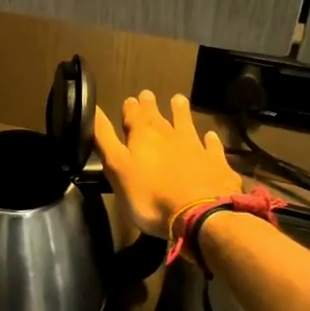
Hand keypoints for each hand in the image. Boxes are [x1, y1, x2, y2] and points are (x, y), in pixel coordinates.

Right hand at [94, 91, 242, 237]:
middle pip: (158, 117)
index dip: (130, 107)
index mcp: (143, 136)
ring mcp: (196, 148)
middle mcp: (170, 135)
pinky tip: (211, 136)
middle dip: (151, 106)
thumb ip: (104, 138)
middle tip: (148, 94)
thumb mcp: (116, 168)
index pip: (133, 115)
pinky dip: (210, 140)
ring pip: (187, 124)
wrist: (199, 215)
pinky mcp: (217, 164)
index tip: (130, 99)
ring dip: (181, 112)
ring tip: (179, 100)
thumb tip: (92, 108)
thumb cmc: (149, 196)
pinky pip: (213, 147)